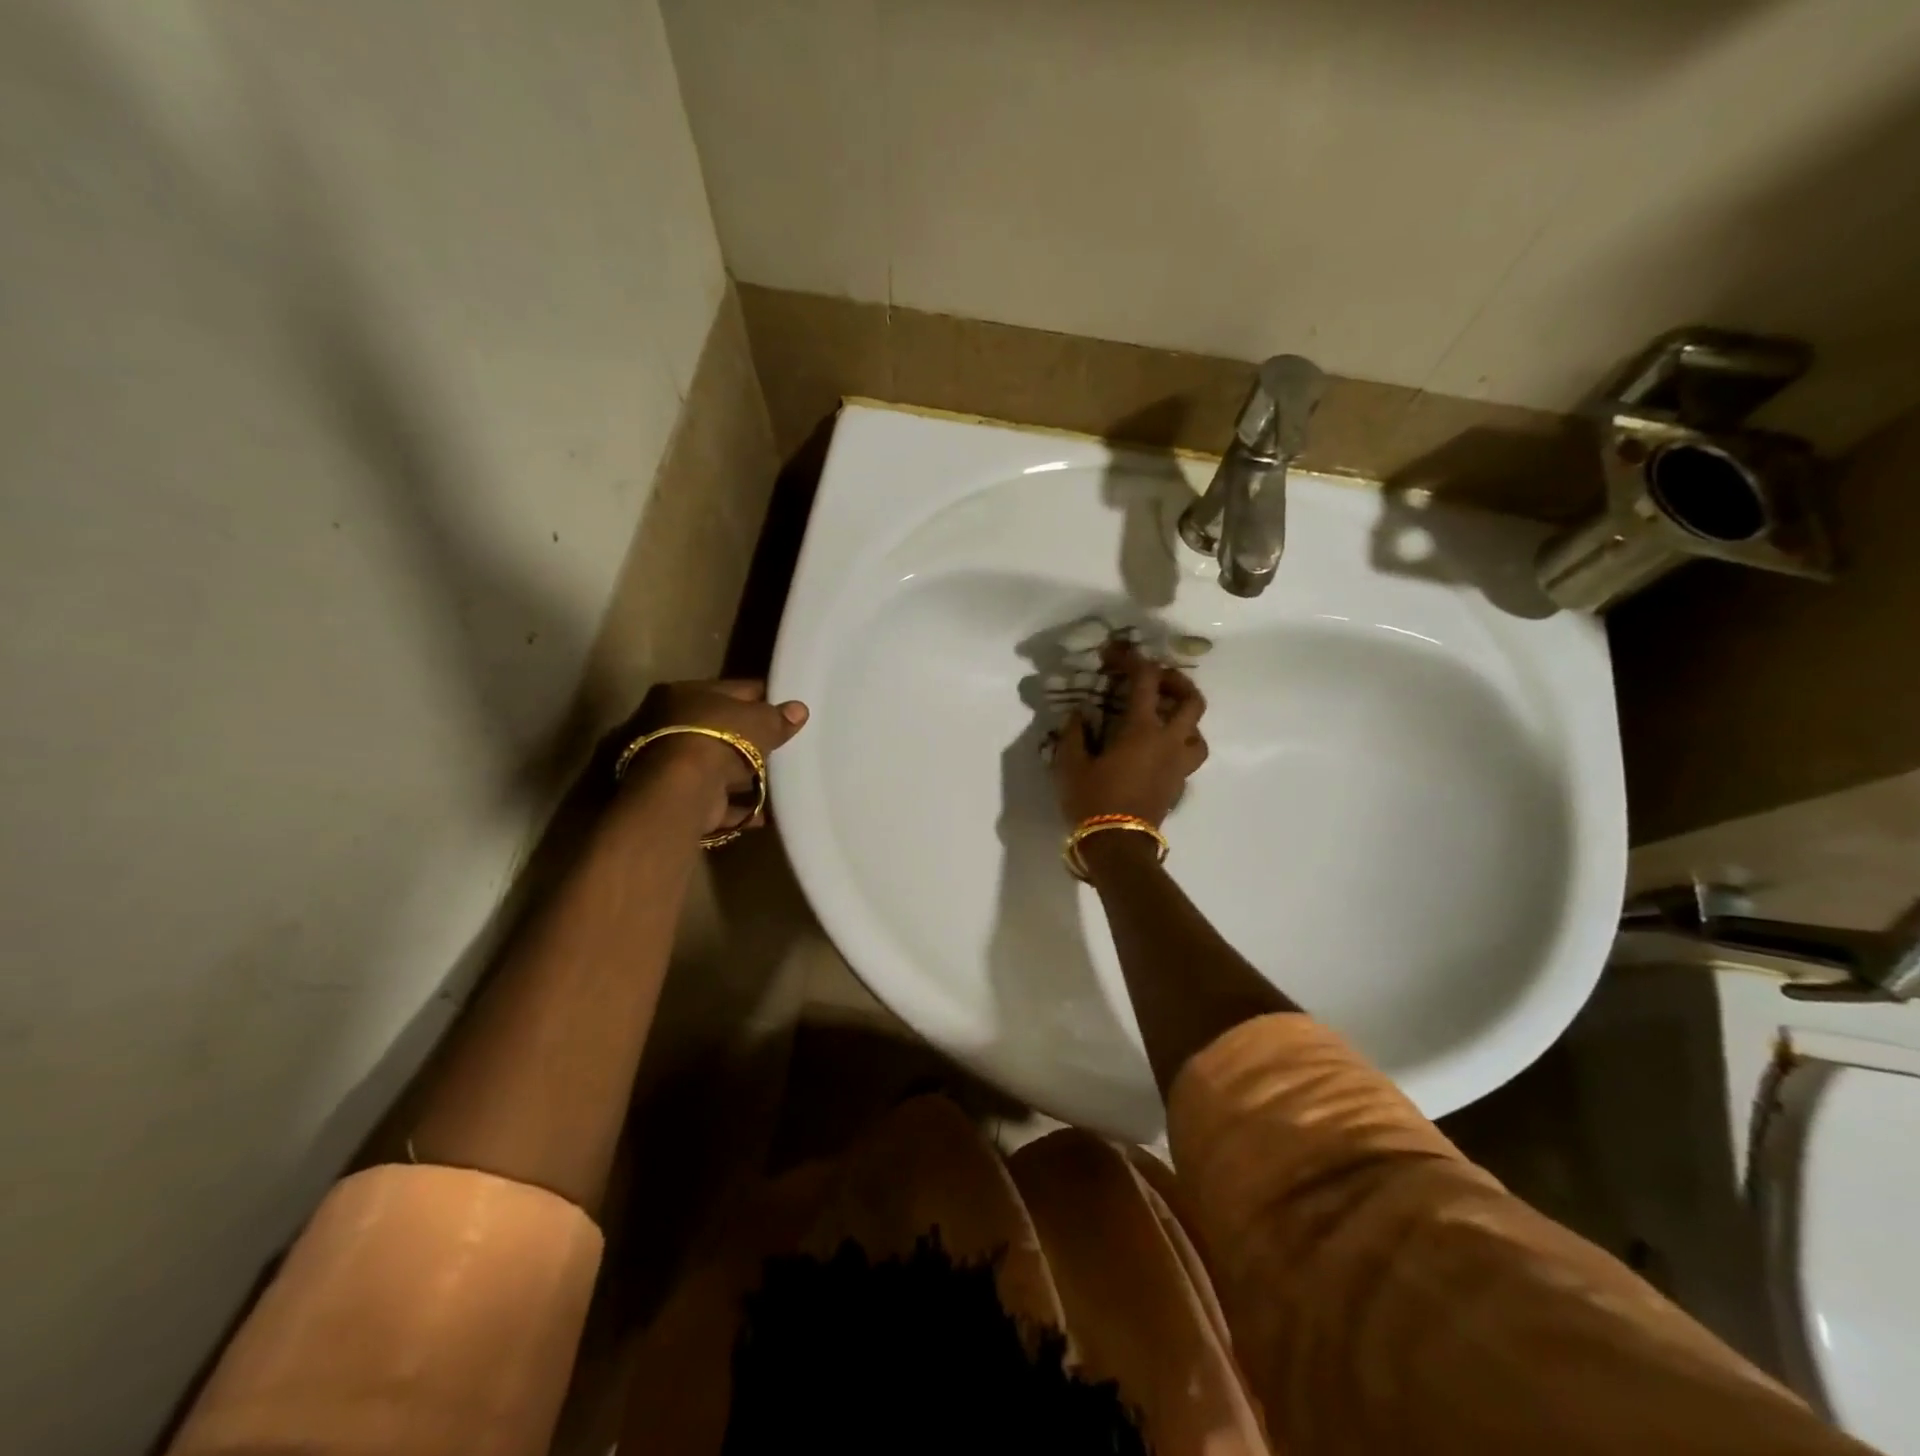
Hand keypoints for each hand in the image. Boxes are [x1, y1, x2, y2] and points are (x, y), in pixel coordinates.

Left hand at [626, 679, 808, 833]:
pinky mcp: (675, 798)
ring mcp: (668, 765)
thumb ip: (778, 717)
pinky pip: (715, 800)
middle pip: (720, 730)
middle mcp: (667, 725)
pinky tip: (764, 813)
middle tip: (783, 748)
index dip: (762, 700)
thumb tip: (799, 710)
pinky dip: (737, 806)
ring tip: (778, 783)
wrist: (681, 791)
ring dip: (743, 777)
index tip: (788, 711)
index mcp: (683, 693)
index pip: (731, 691)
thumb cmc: (718, 740)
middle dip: (750, 741)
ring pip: (716, 767)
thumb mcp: (758, 721)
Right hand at [1052, 645, 1206, 828]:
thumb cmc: (1092, 801)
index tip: (1115, 654)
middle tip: (1155, 681)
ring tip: (1164, 718)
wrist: (1117, 846)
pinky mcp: (1179, 785)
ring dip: (1185, 718)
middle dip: (1176, 682)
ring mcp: (1178, 765)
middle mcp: (1168, 741)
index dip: (1132, 660)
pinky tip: (1157, 749)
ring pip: (1198, 731)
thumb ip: (1074, 733)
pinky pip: (1189, 755)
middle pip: (1191, 700)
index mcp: (1142, 729)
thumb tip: (1079, 715)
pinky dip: (1179, 744)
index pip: (1145, 680)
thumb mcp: (1070, 764)